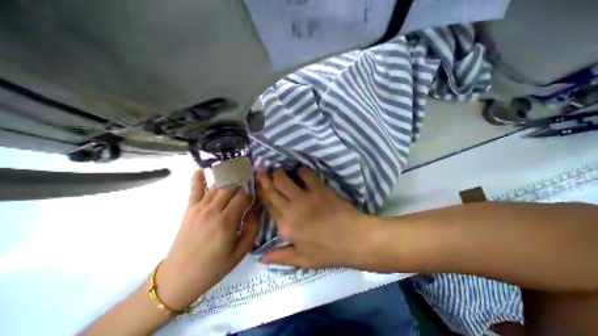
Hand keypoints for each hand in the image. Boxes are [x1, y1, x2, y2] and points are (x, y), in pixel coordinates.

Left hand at [157, 169, 257, 309]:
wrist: (178, 279)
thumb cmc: (214, 267)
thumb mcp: (241, 251)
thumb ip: (252, 227)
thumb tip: (256, 207)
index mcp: (226, 222)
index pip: (244, 197)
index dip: (252, 194)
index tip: (256, 195)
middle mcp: (213, 211)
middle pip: (232, 187)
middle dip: (242, 181)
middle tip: (250, 178)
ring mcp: (199, 208)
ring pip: (218, 185)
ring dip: (229, 177)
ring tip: (237, 170)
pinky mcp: (189, 210)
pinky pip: (194, 189)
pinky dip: (198, 178)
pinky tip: (202, 169)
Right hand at [255, 169, 376, 268]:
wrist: (354, 240)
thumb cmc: (329, 251)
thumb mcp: (303, 260)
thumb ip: (281, 257)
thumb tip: (260, 258)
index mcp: (285, 228)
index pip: (268, 206)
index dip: (262, 193)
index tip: (258, 184)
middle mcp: (290, 210)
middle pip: (272, 190)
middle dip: (264, 178)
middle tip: (261, 168)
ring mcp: (305, 198)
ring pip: (283, 179)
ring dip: (279, 173)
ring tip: (278, 169)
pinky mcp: (319, 189)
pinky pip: (306, 174)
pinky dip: (301, 171)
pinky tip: (300, 171)